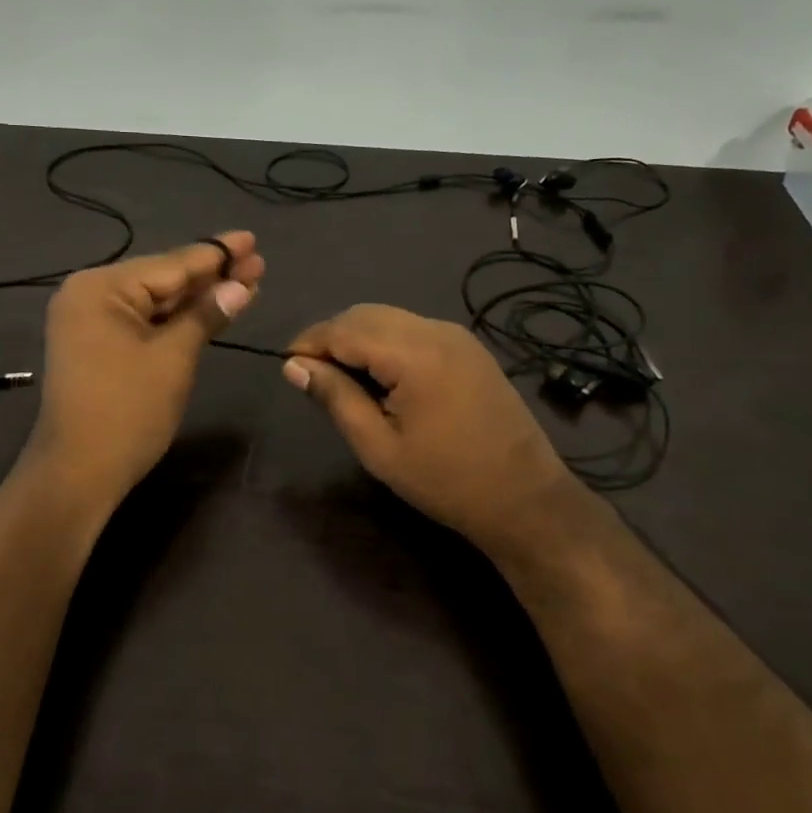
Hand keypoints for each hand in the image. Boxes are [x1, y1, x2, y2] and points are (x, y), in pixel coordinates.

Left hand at [26, 232, 263, 501]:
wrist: (78, 473)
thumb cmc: (127, 411)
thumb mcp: (174, 358)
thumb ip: (206, 315)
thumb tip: (241, 286)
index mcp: (101, 287)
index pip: (172, 264)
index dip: (217, 254)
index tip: (251, 238)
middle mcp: (90, 295)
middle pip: (163, 279)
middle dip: (212, 275)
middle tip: (258, 262)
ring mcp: (90, 322)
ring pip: (155, 302)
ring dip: (197, 297)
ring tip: (245, 281)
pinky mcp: (96, 346)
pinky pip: (143, 322)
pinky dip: (175, 320)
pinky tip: (209, 309)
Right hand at [283, 304, 576, 549]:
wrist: (524, 498)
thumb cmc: (445, 480)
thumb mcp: (378, 447)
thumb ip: (335, 397)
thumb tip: (294, 366)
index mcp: (414, 354)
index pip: (344, 329)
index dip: (310, 343)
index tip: (287, 367)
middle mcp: (436, 330)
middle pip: (365, 314)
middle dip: (332, 336)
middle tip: (313, 376)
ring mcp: (457, 335)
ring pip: (388, 317)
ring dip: (358, 337)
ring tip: (343, 378)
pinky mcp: (468, 347)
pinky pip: (413, 328)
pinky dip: (385, 342)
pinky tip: (380, 376)